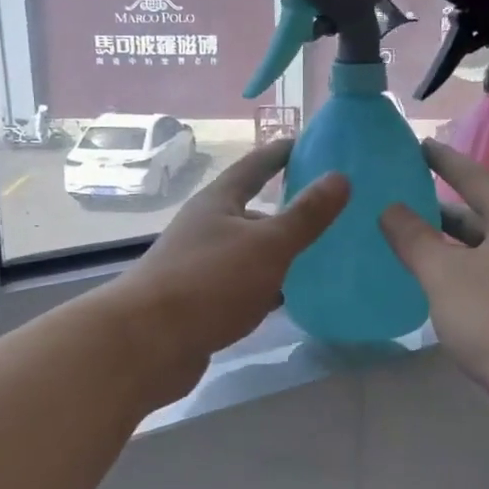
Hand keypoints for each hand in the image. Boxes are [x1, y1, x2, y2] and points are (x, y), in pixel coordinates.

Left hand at [105, 139, 348, 401]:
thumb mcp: (267, 244)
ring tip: (323, 254)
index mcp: (219, 202)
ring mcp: (202, 266)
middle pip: (253, 210)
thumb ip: (305, 215)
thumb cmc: (210, 282)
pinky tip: (292, 297)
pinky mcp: (202, 302)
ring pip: (250, 252)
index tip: (312, 144)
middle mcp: (207, 227)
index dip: (283, 153)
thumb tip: (340, 177)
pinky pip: (244, 286)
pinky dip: (268, 287)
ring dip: (280, 252)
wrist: (148, 344)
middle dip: (288, 209)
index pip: (256, 166)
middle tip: (332, 209)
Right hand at [379, 141, 488, 448]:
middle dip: (439, 204)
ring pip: (482, 247)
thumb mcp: (446, 274)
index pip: (472, 175)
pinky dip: (459, 271)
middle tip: (400, 194)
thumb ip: (413, 238)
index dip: (442, 160)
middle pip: (478, 211)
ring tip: (407, 236)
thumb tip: (390, 208)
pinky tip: (433, 282)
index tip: (417, 144)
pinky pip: (487, 274)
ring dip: (448, 242)